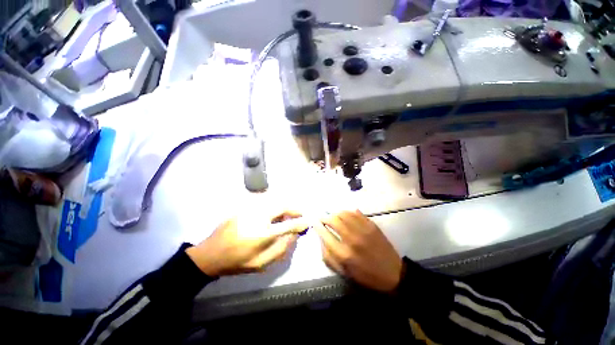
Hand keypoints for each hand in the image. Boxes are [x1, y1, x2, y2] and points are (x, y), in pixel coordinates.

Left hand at [186, 211, 307, 275]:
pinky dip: (273, 205)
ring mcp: (250, 209)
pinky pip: (264, 201)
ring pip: (273, 201)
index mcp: (262, 234)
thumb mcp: (261, 264)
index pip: (287, 225)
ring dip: (284, 207)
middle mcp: (257, 217)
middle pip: (281, 206)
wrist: (210, 254)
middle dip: (293, 209)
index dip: (300, 223)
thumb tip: (294, 236)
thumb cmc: (237, 262)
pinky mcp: (244, 207)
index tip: (307, 222)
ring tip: (286, 215)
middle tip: (299, 215)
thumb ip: (281, 249)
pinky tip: (272, 214)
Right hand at [315, 210, 402, 291]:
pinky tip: (344, 214)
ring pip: (343, 213)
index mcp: (344, 254)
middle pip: (333, 220)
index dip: (317, 226)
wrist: (393, 273)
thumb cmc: (366, 276)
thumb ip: (329, 257)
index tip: (313, 221)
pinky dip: (347, 211)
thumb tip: (321, 239)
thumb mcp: (344, 272)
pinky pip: (355, 213)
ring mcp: (363, 230)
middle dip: (325, 217)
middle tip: (322, 218)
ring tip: (333, 215)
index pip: (325, 234)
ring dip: (335, 213)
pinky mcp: (371, 225)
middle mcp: (352, 239)